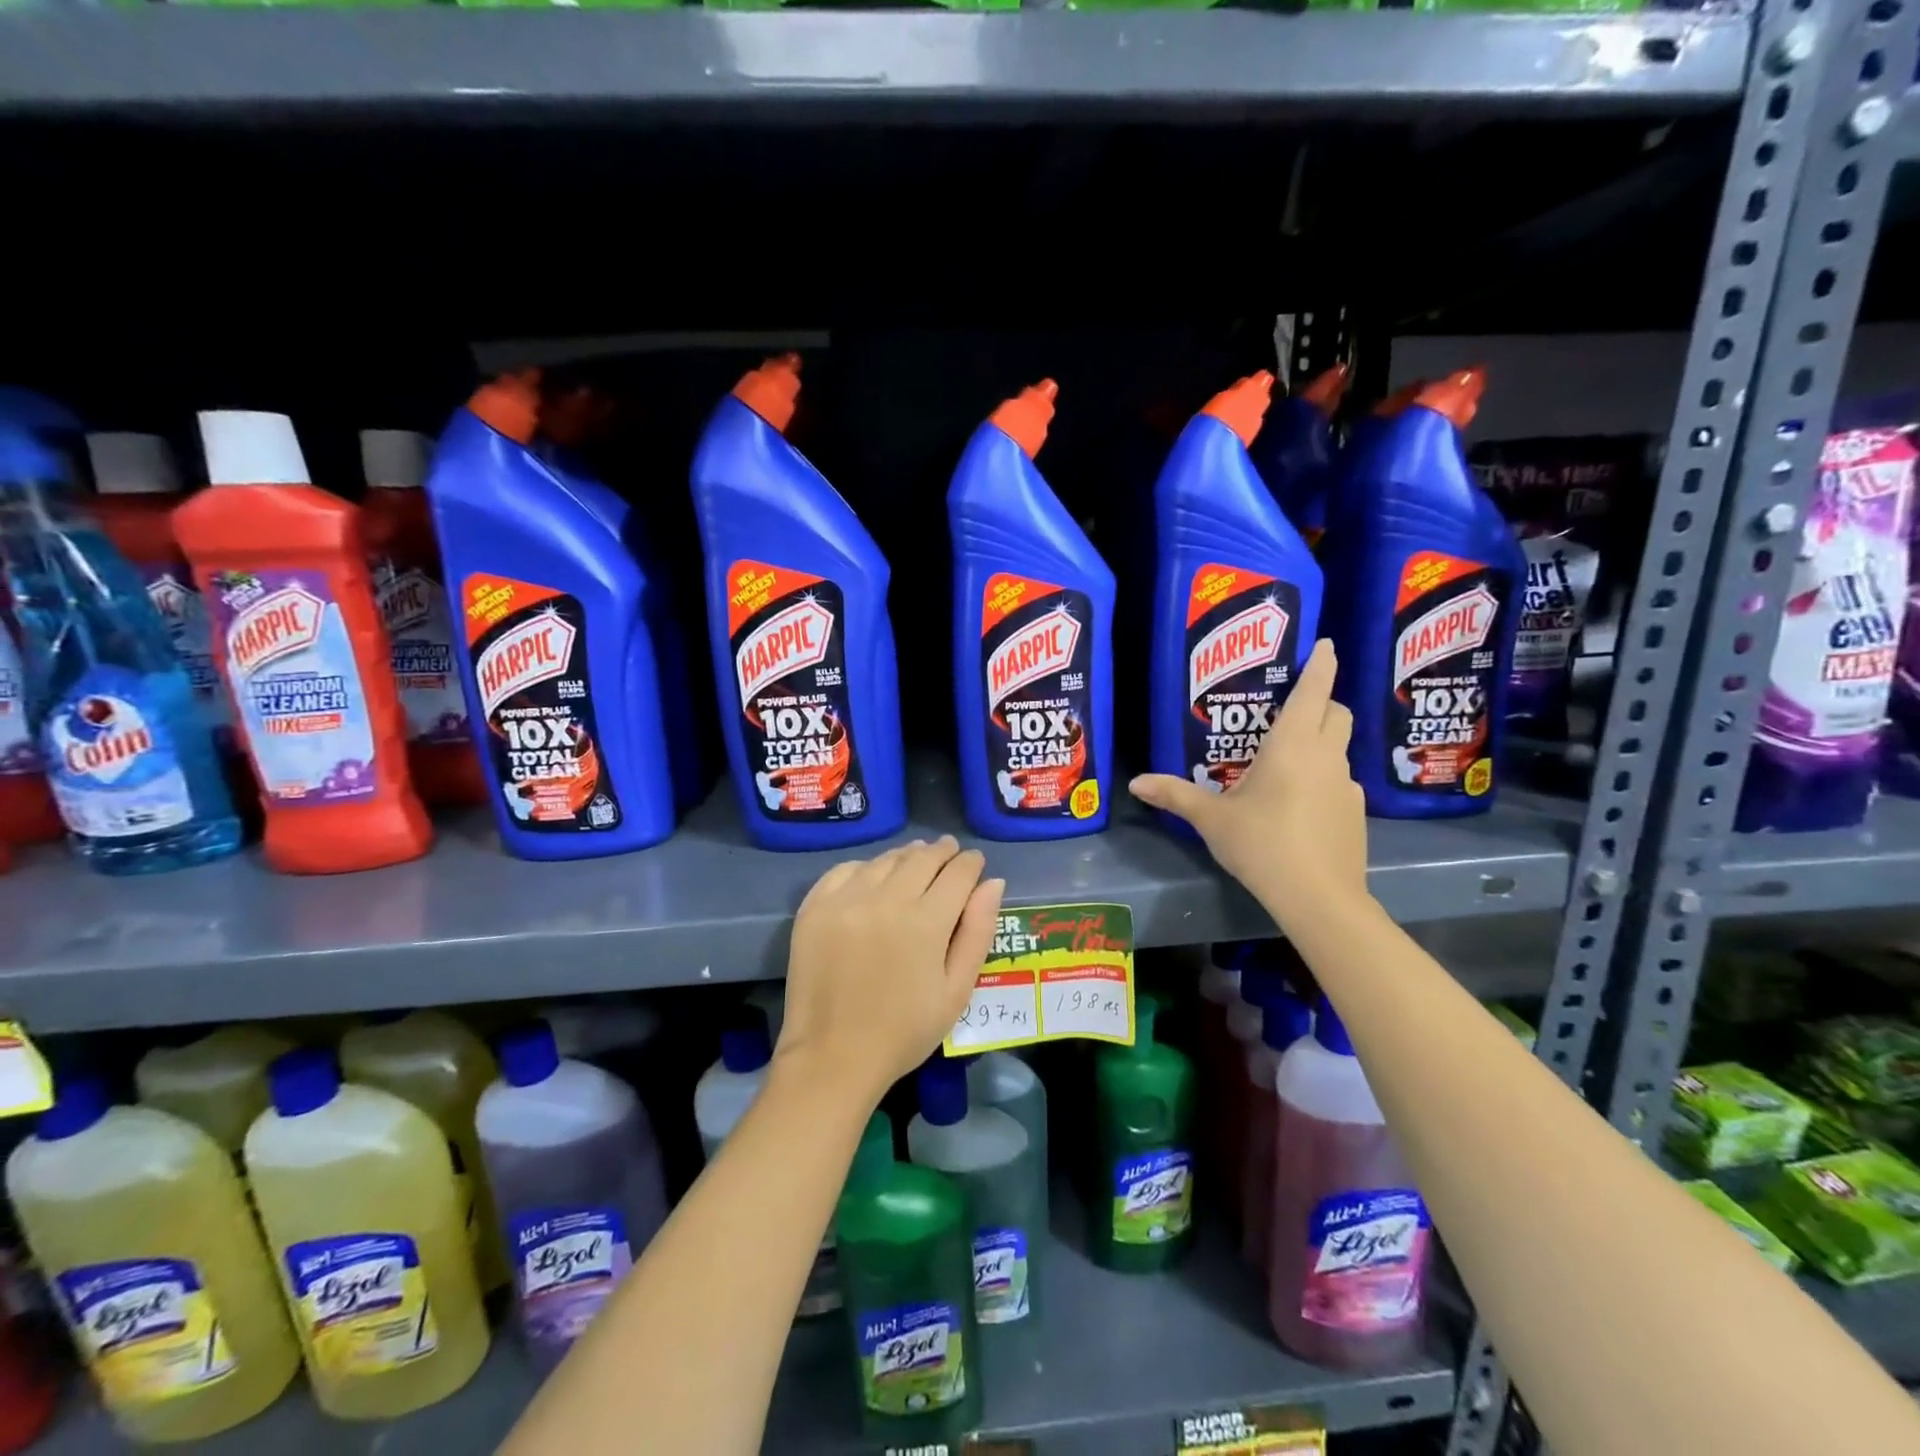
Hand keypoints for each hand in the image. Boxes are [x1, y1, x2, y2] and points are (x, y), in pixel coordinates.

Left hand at [776, 837, 1004, 1105]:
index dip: (971, 863)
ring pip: (885, 860)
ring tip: (916, 858)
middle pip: (922, 858)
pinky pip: (846, 870)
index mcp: (926, 922)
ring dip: (907, 856)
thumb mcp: (956, 990)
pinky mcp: (815, 907)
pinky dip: (867, 867)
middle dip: (942, 852)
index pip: (957, 873)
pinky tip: (874, 875)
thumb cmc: (905, 1031)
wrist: (833, 1057)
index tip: (975, 861)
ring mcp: (846, 900)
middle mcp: (886, 899)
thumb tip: (993, 883)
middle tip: (949, 852)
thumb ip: (977, 932)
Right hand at [1129, 638, 1367, 927]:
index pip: (1313, 691)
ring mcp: (1347, 785)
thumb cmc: (1263, 844)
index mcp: (1292, 745)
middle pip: (1336, 713)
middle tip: (1295, 704)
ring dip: (1322, 741)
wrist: (1319, 897)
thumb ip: (1175, 796)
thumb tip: (1136, 782)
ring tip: (1289, 758)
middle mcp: (1326, 756)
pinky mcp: (1355, 813)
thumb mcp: (1212, 819)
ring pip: (1340, 748)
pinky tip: (1300, 804)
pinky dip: (1324, 778)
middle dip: (1323, 700)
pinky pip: (1340, 781)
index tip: (1326, 644)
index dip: (1321, 664)